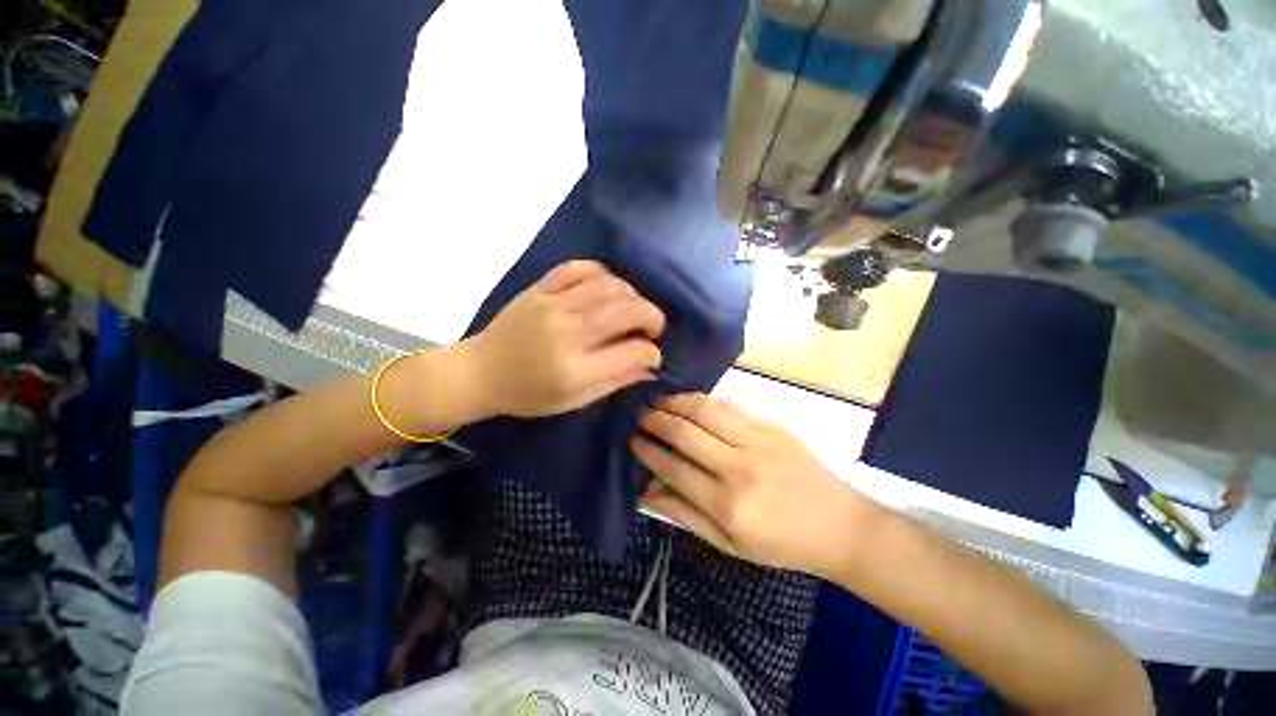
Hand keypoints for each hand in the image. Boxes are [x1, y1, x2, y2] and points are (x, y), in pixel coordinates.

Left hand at [463, 260, 665, 417]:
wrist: (480, 372)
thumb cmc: (528, 394)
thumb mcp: (574, 401)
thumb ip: (614, 382)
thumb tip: (649, 367)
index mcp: (575, 370)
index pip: (632, 351)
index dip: (651, 352)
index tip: (652, 354)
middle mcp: (567, 333)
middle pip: (626, 310)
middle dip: (652, 316)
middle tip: (652, 327)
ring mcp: (552, 306)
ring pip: (608, 286)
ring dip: (631, 295)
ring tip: (631, 308)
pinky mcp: (539, 289)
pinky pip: (577, 268)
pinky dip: (600, 273)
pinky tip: (606, 287)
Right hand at [631, 393, 880, 576]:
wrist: (840, 525)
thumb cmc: (782, 544)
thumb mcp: (730, 545)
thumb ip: (686, 516)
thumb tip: (647, 493)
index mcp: (726, 505)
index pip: (673, 468)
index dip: (648, 451)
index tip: (632, 439)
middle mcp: (738, 468)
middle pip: (685, 433)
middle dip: (656, 419)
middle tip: (640, 412)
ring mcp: (758, 441)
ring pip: (706, 411)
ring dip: (677, 401)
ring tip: (660, 399)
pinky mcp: (773, 426)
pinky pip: (732, 405)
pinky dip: (706, 399)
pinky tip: (692, 399)